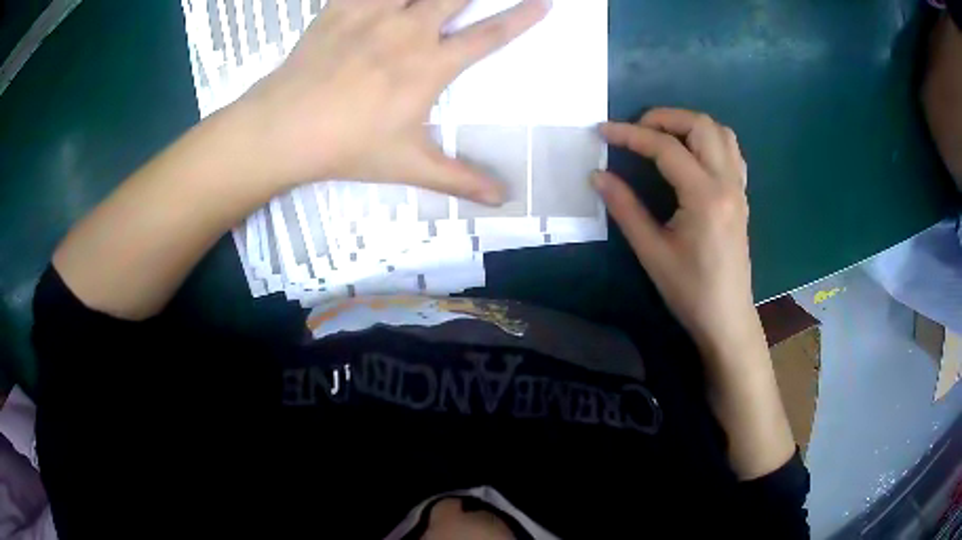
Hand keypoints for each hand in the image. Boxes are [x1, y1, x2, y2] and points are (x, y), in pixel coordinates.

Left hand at [244, 0, 550, 203]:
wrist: (283, 129)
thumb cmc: (347, 147)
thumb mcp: (408, 166)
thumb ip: (459, 180)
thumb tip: (503, 200)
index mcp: (431, 65)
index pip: (490, 35)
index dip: (522, 17)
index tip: (544, 2)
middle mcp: (410, 29)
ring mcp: (374, 13)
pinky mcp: (342, 7)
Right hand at [595, 109, 758, 351]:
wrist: (727, 317)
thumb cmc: (689, 291)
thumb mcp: (652, 252)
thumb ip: (625, 208)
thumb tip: (598, 175)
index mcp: (705, 197)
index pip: (666, 148)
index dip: (630, 134)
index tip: (603, 132)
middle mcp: (726, 183)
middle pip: (701, 125)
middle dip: (664, 118)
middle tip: (635, 131)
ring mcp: (738, 188)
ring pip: (720, 132)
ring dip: (689, 125)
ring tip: (661, 138)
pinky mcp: (741, 196)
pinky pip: (730, 151)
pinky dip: (708, 140)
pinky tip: (691, 155)